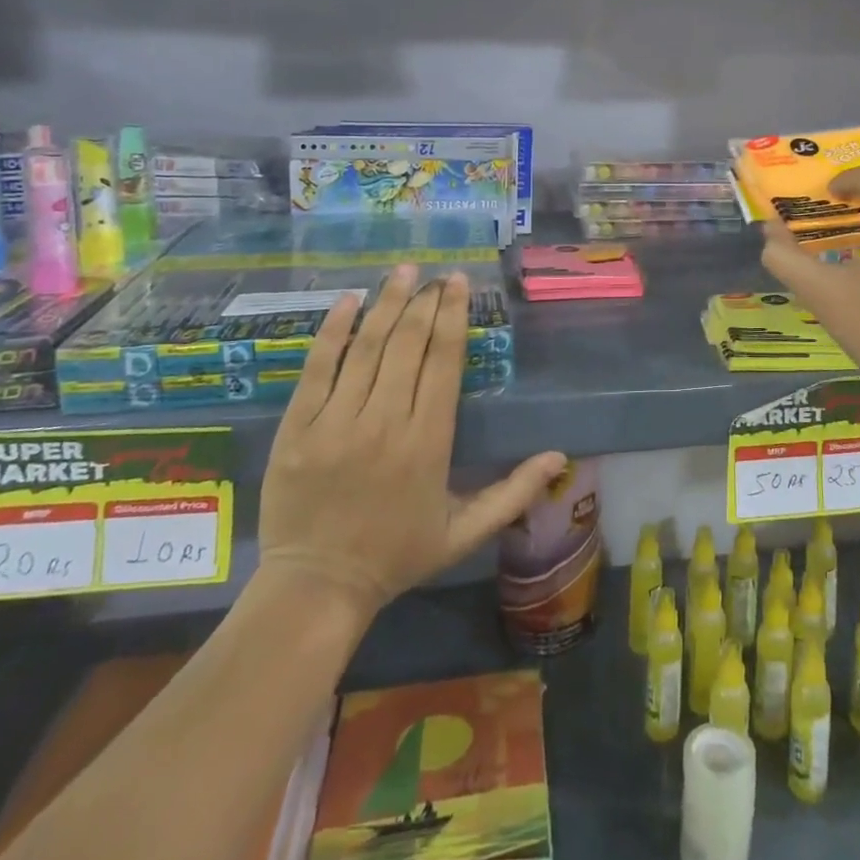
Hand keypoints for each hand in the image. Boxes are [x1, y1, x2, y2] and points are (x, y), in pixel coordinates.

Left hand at [258, 266, 565, 634]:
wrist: (316, 588)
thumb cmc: (398, 554)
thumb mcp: (466, 531)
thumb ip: (514, 491)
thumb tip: (561, 457)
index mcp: (428, 441)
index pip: (443, 361)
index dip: (453, 316)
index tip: (458, 283)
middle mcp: (384, 421)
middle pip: (407, 344)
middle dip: (425, 302)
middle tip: (435, 275)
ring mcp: (336, 422)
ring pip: (366, 347)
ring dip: (386, 304)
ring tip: (402, 271)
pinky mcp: (297, 428)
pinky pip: (317, 368)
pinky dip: (333, 331)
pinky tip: (347, 301)